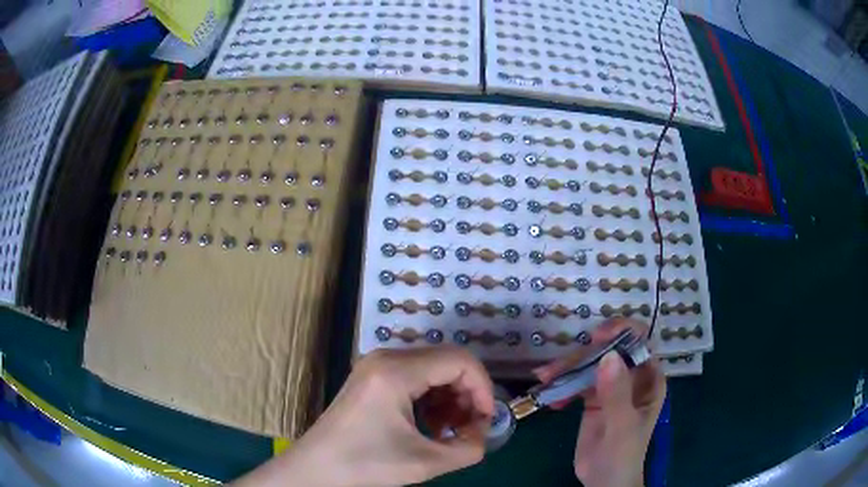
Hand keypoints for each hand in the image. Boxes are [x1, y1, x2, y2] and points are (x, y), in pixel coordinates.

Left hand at [234, 347, 493, 486]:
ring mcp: (376, 365)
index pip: (460, 360)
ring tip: (448, 431)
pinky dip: (431, 399)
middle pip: (447, 362)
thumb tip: (483, 432)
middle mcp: (386, 357)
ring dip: (450, 398)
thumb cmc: (366, 465)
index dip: (483, 388)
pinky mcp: (372, 377)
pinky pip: (415, 377)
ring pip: (432, 370)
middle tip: (469, 428)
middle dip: (467, 395)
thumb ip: (469, 448)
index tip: (485, 420)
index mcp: (396, 371)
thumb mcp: (426, 463)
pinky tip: (430, 425)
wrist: (316, 469)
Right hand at [533, 318, 665, 486]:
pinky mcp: (592, 399)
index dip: (621, 332)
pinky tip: (550, 397)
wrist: (603, 482)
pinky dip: (562, 385)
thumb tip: (608, 356)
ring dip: (567, 368)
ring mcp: (611, 387)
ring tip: (544, 378)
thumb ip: (617, 394)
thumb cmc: (623, 455)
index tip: (596, 337)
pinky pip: (576, 382)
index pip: (640, 343)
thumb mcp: (622, 426)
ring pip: (590, 364)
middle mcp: (631, 377)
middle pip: (608, 351)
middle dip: (583, 355)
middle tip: (556, 368)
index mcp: (649, 379)